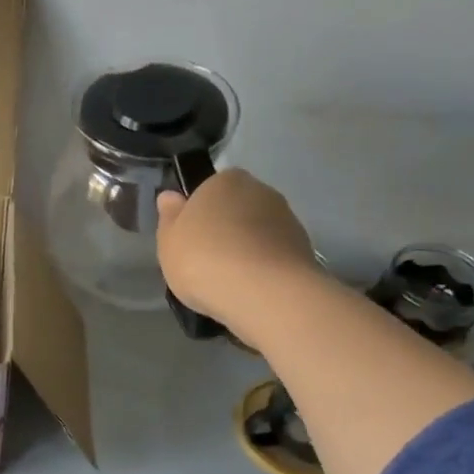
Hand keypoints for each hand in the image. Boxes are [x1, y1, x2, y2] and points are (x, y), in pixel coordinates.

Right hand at [156, 169, 320, 338]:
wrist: (263, 292)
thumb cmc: (204, 259)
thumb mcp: (169, 240)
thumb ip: (169, 217)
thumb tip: (171, 196)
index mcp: (226, 180)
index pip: (209, 189)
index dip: (198, 213)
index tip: (190, 239)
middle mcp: (261, 191)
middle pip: (236, 209)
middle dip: (225, 230)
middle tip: (207, 262)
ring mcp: (287, 219)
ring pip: (258, 232)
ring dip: (247, 250)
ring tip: (230, 282)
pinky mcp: (304, 249)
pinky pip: (274, 255)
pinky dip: (264, 268)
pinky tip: (251, 291)